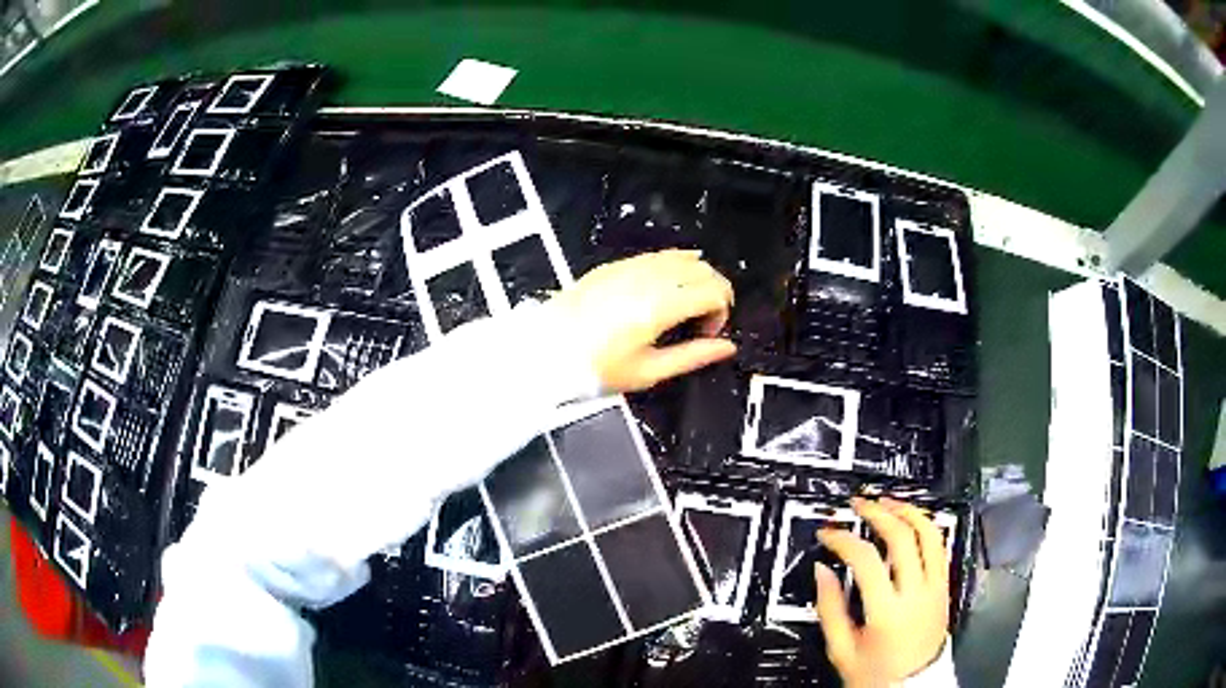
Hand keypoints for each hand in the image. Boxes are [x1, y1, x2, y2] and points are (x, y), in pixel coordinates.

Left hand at [549, 250, 736, 392]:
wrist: (545, 351)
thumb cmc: (594, 368)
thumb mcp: (648, 372)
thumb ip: (693, 356)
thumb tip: (726, 348)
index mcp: (661, 306)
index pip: (714, 291)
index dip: (722, 312)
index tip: (708, 334)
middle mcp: (649, 278)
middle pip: (703, 269)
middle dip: (715, 291)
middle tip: (703, 321)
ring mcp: (631, 267)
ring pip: (683, 257)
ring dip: (696, 277)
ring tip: (686, 306)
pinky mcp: (615, 265)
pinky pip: (658, 255)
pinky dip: (674, 266)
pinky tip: (670, 285)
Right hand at [815, 498, 949, 687]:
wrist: (914, 686)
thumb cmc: (875, 673)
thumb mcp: (842, 650)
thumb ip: (830, 609)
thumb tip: (822, 570)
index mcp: (887, 612)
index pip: (866, 560)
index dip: (843, 539)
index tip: (828, 533)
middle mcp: (916, 593)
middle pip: (902, 537)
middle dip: (877, 513)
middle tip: (857, 504)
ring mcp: (935, 587)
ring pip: (929, 533)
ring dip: (907, 511)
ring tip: (887, 502)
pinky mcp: (945, 586)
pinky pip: (940, 546)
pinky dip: (925, 526)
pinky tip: (910, 521)